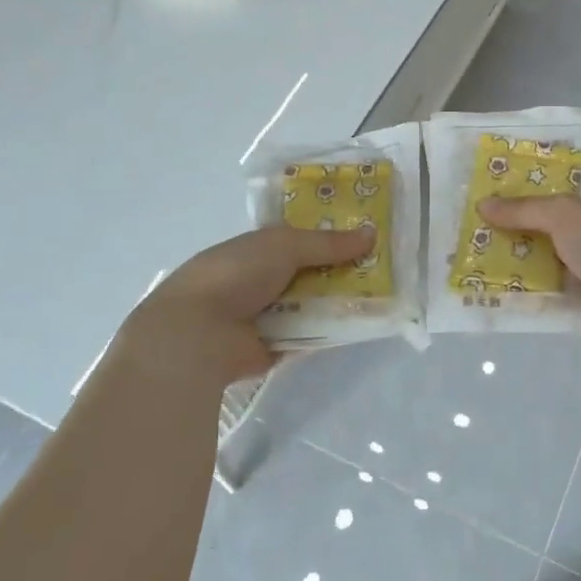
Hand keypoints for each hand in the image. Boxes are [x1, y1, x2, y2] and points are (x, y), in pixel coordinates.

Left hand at [131, 223, 374, 382]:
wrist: (197, 333)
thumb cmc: (235, 275)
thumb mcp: (284, 245)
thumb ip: (328, 242)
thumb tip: (372, 233)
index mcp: (255, 250)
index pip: (298, 240)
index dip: (329, 236)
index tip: (365, 234)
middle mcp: (260, 280)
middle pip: (310, 272)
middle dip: (341, 269)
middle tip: (383, 265)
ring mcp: (267, 315)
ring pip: (313, 303)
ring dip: (340, 299)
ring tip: (383, 292)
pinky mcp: (275, 347)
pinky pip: (310, 334)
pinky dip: (331, 328)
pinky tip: (363, 321)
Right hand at [478, 195, 580, 354]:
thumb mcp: (565, 215)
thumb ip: (524, 209)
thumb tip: (483, 204)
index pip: (552, 203)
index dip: (520, 201)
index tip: (483, 202)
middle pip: (541, 236)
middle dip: (508, 234)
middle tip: (466, 233)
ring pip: (538, 268)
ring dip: (509, 266)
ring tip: (467, 262)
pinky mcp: (576, 310)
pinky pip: (541, 298)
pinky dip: (519, 297)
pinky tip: (487, 293)